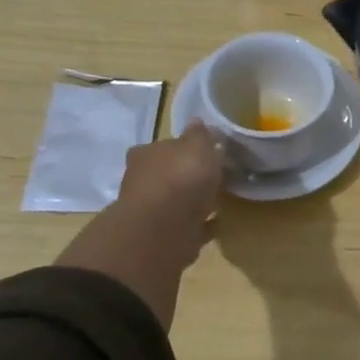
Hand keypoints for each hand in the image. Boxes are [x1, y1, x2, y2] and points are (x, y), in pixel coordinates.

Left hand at [55, 124, 223, 328]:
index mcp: (146, 154)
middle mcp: (141, 181)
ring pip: (175, 202)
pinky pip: (185, 226)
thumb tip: (197, 122)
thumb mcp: (197, 145)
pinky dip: (199, 225)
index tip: (206, 152)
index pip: (162, 146)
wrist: (164, 229)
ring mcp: (149, 212)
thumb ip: (200, 135)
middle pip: (167, 175)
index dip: (183, 148)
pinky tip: (216, 224)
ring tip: (219, 201)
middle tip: (214, 177)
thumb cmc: (181, 178)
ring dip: (192, 202)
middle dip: (187, 177)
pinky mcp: (161, 237)